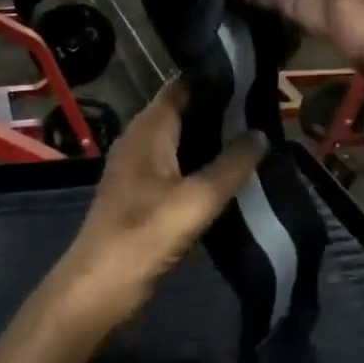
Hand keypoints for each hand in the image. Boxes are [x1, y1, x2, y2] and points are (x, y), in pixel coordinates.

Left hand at [55, 81, 267, 327]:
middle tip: (264, 106)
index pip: (182, 85)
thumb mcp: (197, 200)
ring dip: (212, 137)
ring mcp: (138, 168)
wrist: (99, 288)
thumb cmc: (145, 235)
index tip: (253, 74)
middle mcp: (139, 140)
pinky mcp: (141, 194)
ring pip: (181, 140)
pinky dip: (201, 163)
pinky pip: (176, 165)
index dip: (214, 77)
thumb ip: (232, 165)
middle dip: (220, 107)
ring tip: (255, 134)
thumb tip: (261, 133)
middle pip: (183, 111)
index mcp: (148, 130)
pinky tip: (228, 172)